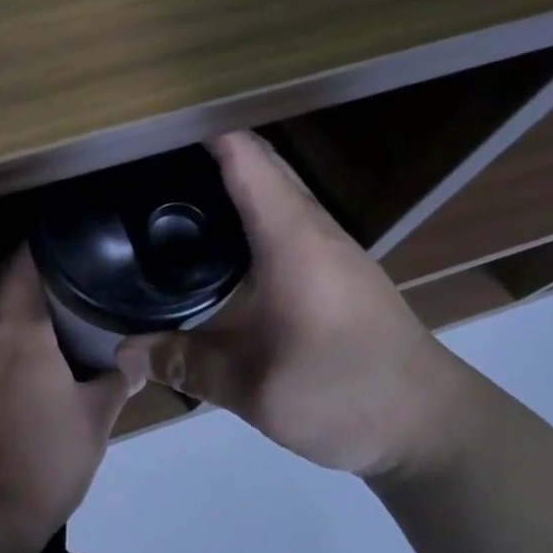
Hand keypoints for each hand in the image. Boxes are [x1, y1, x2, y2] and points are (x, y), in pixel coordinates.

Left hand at [0, 247, 139, 543]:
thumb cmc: (42, 459)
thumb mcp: (93, 421)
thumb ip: (115, 383)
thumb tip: (136, 359)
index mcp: (18, 330)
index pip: (22, 266)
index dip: (38, 246)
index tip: (61, 240)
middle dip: (24, 278)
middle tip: (60, 280)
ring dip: (5, 312)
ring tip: (39, 318)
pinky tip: (10, 362)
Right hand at [114, 131, 473, 477]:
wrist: (429, 425)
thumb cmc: (343, 393)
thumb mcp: (252, 388)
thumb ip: (184, 363)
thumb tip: (123, 352)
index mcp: (291, 237)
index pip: (245, 156)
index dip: (202, 130)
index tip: (152, 126)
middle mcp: (312, 226)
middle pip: (260, 162)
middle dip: (208, 147)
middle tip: (148, 157)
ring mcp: (330, 244)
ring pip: (276, 186)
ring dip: (231, 175)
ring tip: (174, 187)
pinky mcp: (336, 266)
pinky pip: (285, 213)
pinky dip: (249, 205)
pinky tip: (220, 238)